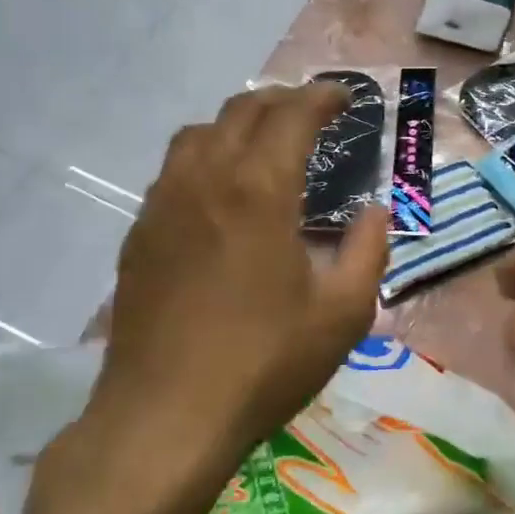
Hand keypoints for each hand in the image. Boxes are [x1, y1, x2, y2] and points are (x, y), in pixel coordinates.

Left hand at [41, 85, 389, 513]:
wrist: (165, 416)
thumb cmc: (263, 363)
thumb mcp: (342, 314)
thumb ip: (368, 251)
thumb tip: (375, 211)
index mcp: (259, 189)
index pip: (292, 114)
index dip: (322, 97)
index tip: (345, 98)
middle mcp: (206, 179)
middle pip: (241, 110)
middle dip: (282, 101)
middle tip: (312, 114)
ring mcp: (163, 203)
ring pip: (199, 132)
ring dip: (238, 123)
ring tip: (264, 145)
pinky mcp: (139, 233)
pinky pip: (173, 169)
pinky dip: (205, 157)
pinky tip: (220, 193)